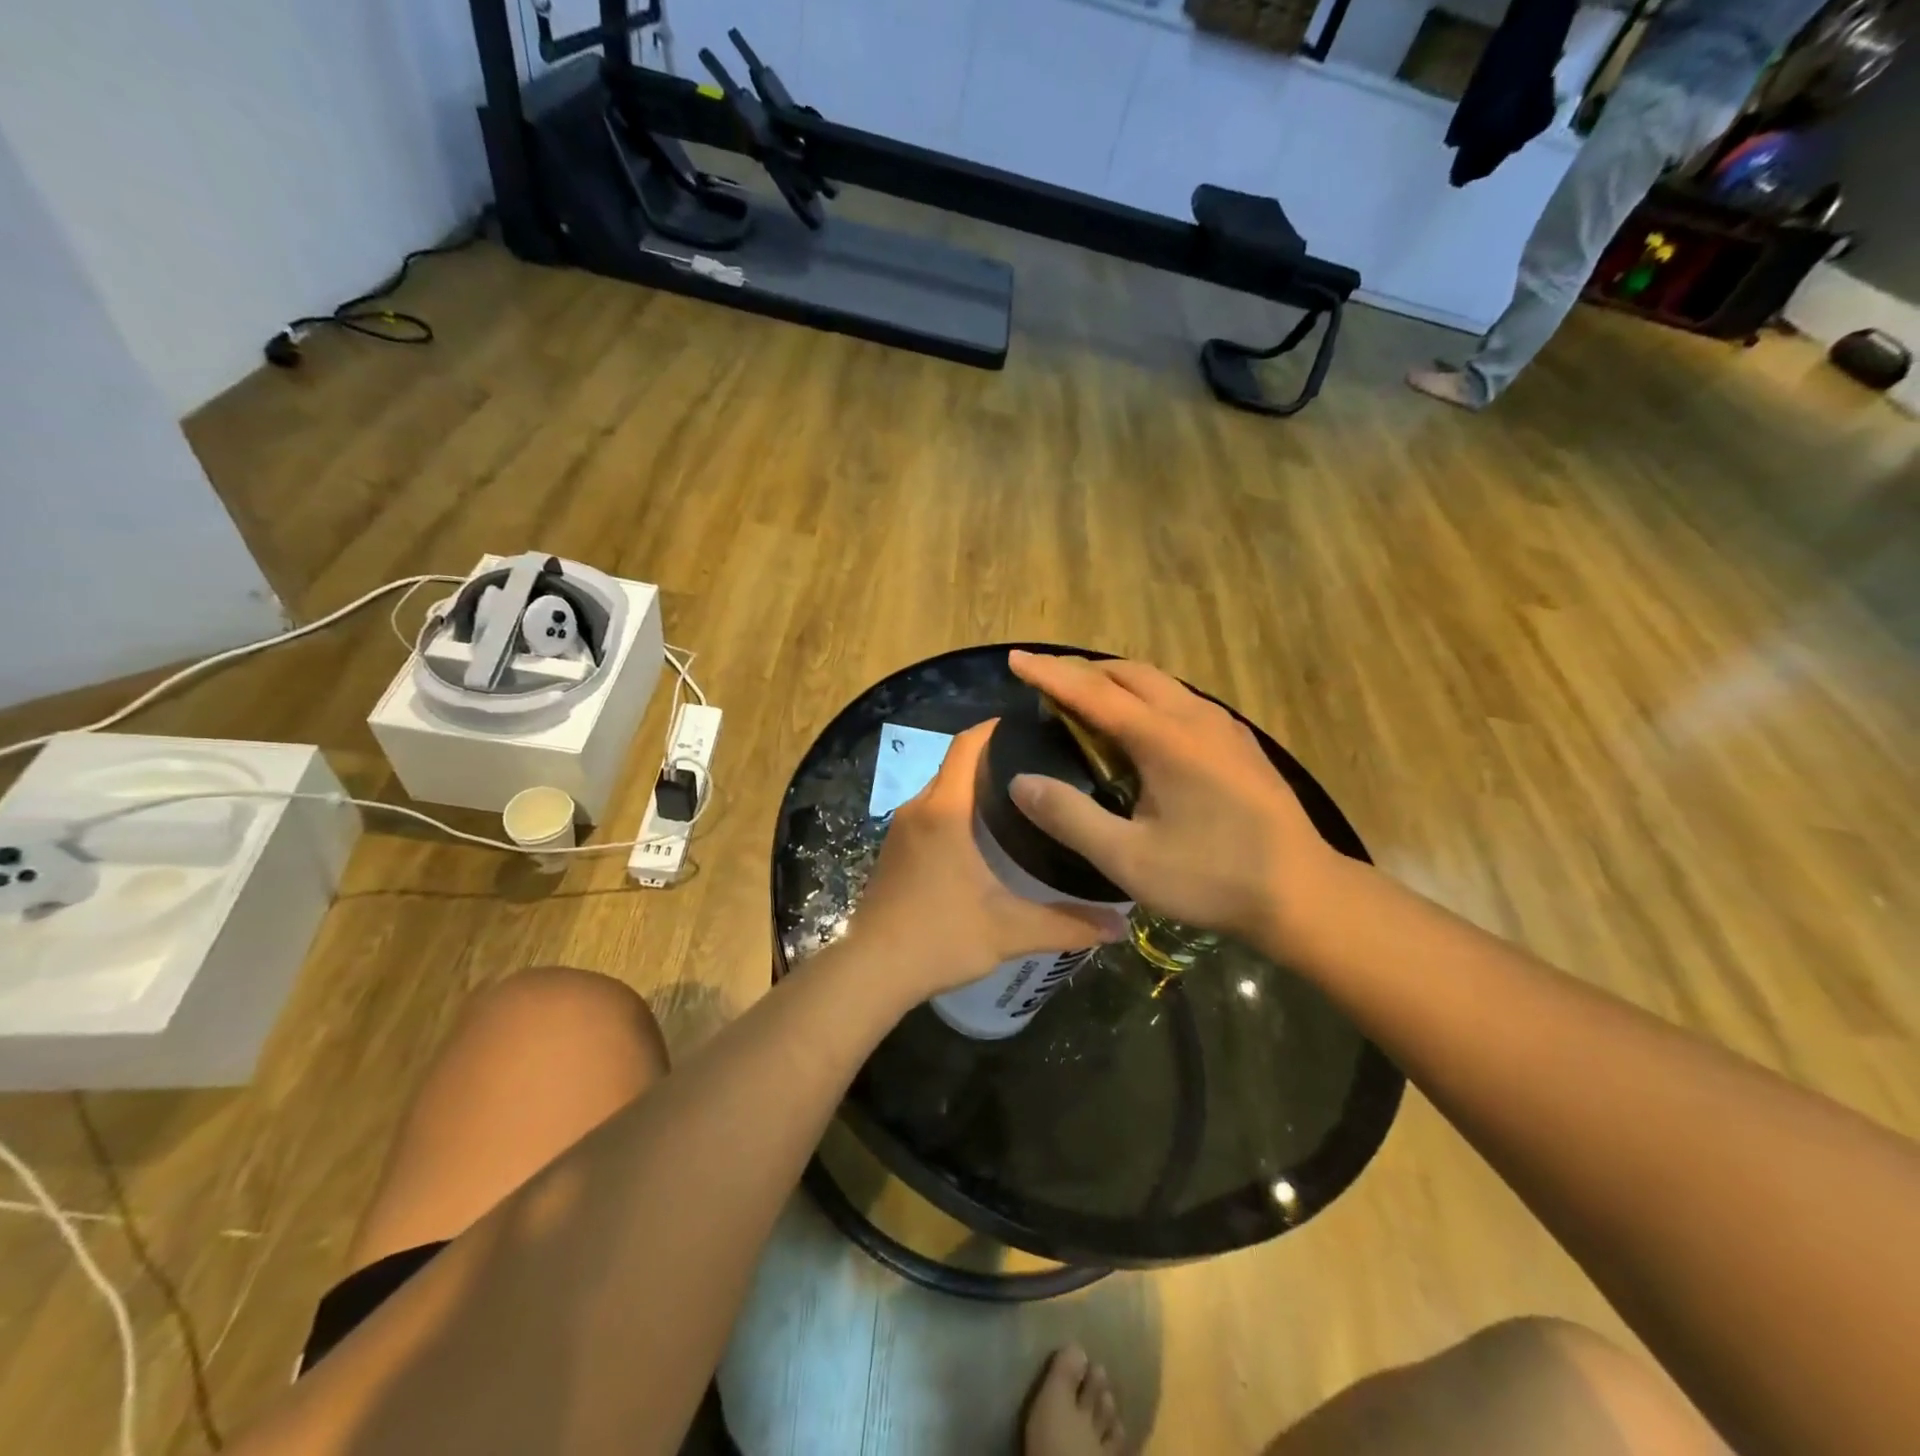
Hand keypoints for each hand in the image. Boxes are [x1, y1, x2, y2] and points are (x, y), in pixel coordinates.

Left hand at [848, 722, 1128, 1002]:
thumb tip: (1121, 926)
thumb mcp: (1009, 931)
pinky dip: (955, 810)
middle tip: (1041, 767)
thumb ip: (1067, 925)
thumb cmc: (939, 938)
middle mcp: (919, 808)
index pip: (967, 745)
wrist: (871, 971)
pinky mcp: (893, 851)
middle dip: (994, 759)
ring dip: (973, 786)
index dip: (995, 727)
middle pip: (956, 765)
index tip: (1032, 726)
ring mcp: (900, 830)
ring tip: (1021, 799)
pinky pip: (929, 813)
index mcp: (945, 810)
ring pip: (941, 790)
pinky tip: (984, 836)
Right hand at [1005, 651, 1338, 953]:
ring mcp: (1223, 727)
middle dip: (1082, 671)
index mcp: (1164, 738)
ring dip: (1116, 682)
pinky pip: (1180, 701)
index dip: (1050, 674)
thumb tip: (1020, 782)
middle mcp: (1194, 717)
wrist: (1303, 893)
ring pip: (1159, 683)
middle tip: (1047, 684)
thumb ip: (1070, 817)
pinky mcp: (1239, 743)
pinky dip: (1145, 699)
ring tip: (1086, 702)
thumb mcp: (1128, 858)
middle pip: (1129, 673)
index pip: (1093, 692)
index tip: (1015, 659)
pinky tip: (1140, 730)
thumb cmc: (1212, 877)